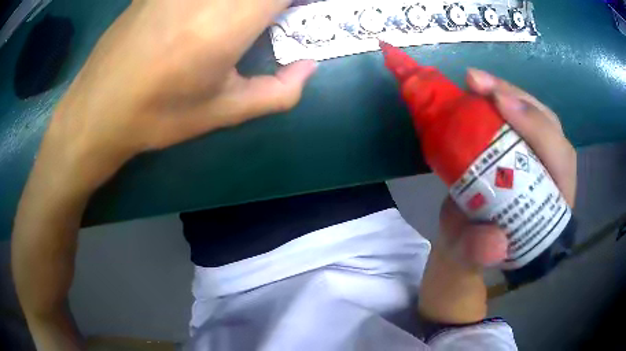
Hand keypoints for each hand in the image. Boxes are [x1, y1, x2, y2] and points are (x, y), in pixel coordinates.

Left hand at [44, 0, 316, 193]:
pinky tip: (204, 18)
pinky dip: (214, 4)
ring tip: (236, 23)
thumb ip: (278, 92)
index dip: (301, 1)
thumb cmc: (158, 115)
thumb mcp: (223, 111)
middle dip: (271, 4)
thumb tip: (309, 67)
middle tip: (270, 20)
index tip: (299, 13)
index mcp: (228, 20)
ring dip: (243, 5)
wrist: (97, 110)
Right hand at [419, 69, 576, 323]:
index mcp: (553, 206)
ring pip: (536, 114)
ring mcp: (538, 156)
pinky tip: (479, 90)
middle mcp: (553, 175)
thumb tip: (495, 240)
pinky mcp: (521, 145)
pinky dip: (499, 97)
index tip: (500, 104)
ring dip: (507, 92)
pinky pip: (518, 115)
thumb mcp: (471, 255)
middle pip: (550, 127)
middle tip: (478, 83)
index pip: (560, 161)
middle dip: (519, 100)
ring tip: (475, 81)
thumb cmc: (477, 245)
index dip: (537, 129)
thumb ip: (479, 253)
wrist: (471, 236)